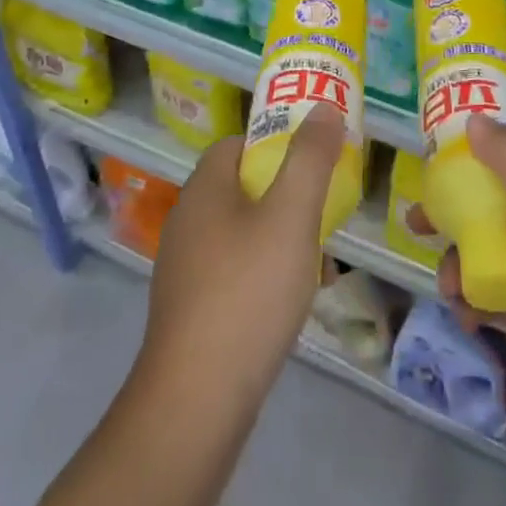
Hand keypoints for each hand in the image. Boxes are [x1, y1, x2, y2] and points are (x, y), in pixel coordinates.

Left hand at [138, 103, 342, 413]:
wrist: (197, 398)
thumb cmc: (248, 291)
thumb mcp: (291, 216)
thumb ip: (309, 159)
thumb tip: (323, 108)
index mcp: (204, 189)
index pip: (236, 144)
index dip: (275, 145)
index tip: (312, 165)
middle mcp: (186, 220)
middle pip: (240, 187)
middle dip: (284, 195)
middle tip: (321, 214)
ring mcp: (182, 267)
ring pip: (239, 232)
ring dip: (277, 237)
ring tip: (315, 261)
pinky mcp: (188, 308)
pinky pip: (232, 271)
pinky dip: (261, 273)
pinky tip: (286, 301)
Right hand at [411, 114, 505, 465]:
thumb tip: (475, 118)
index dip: (469, 163)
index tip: (429, 170)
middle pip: (496, 211)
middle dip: (455, 217)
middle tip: (416, 227)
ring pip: (494, 258)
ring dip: (464, 266)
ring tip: (450, 289)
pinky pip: (503, 302)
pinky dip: (480, 305)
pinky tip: (466, 317)